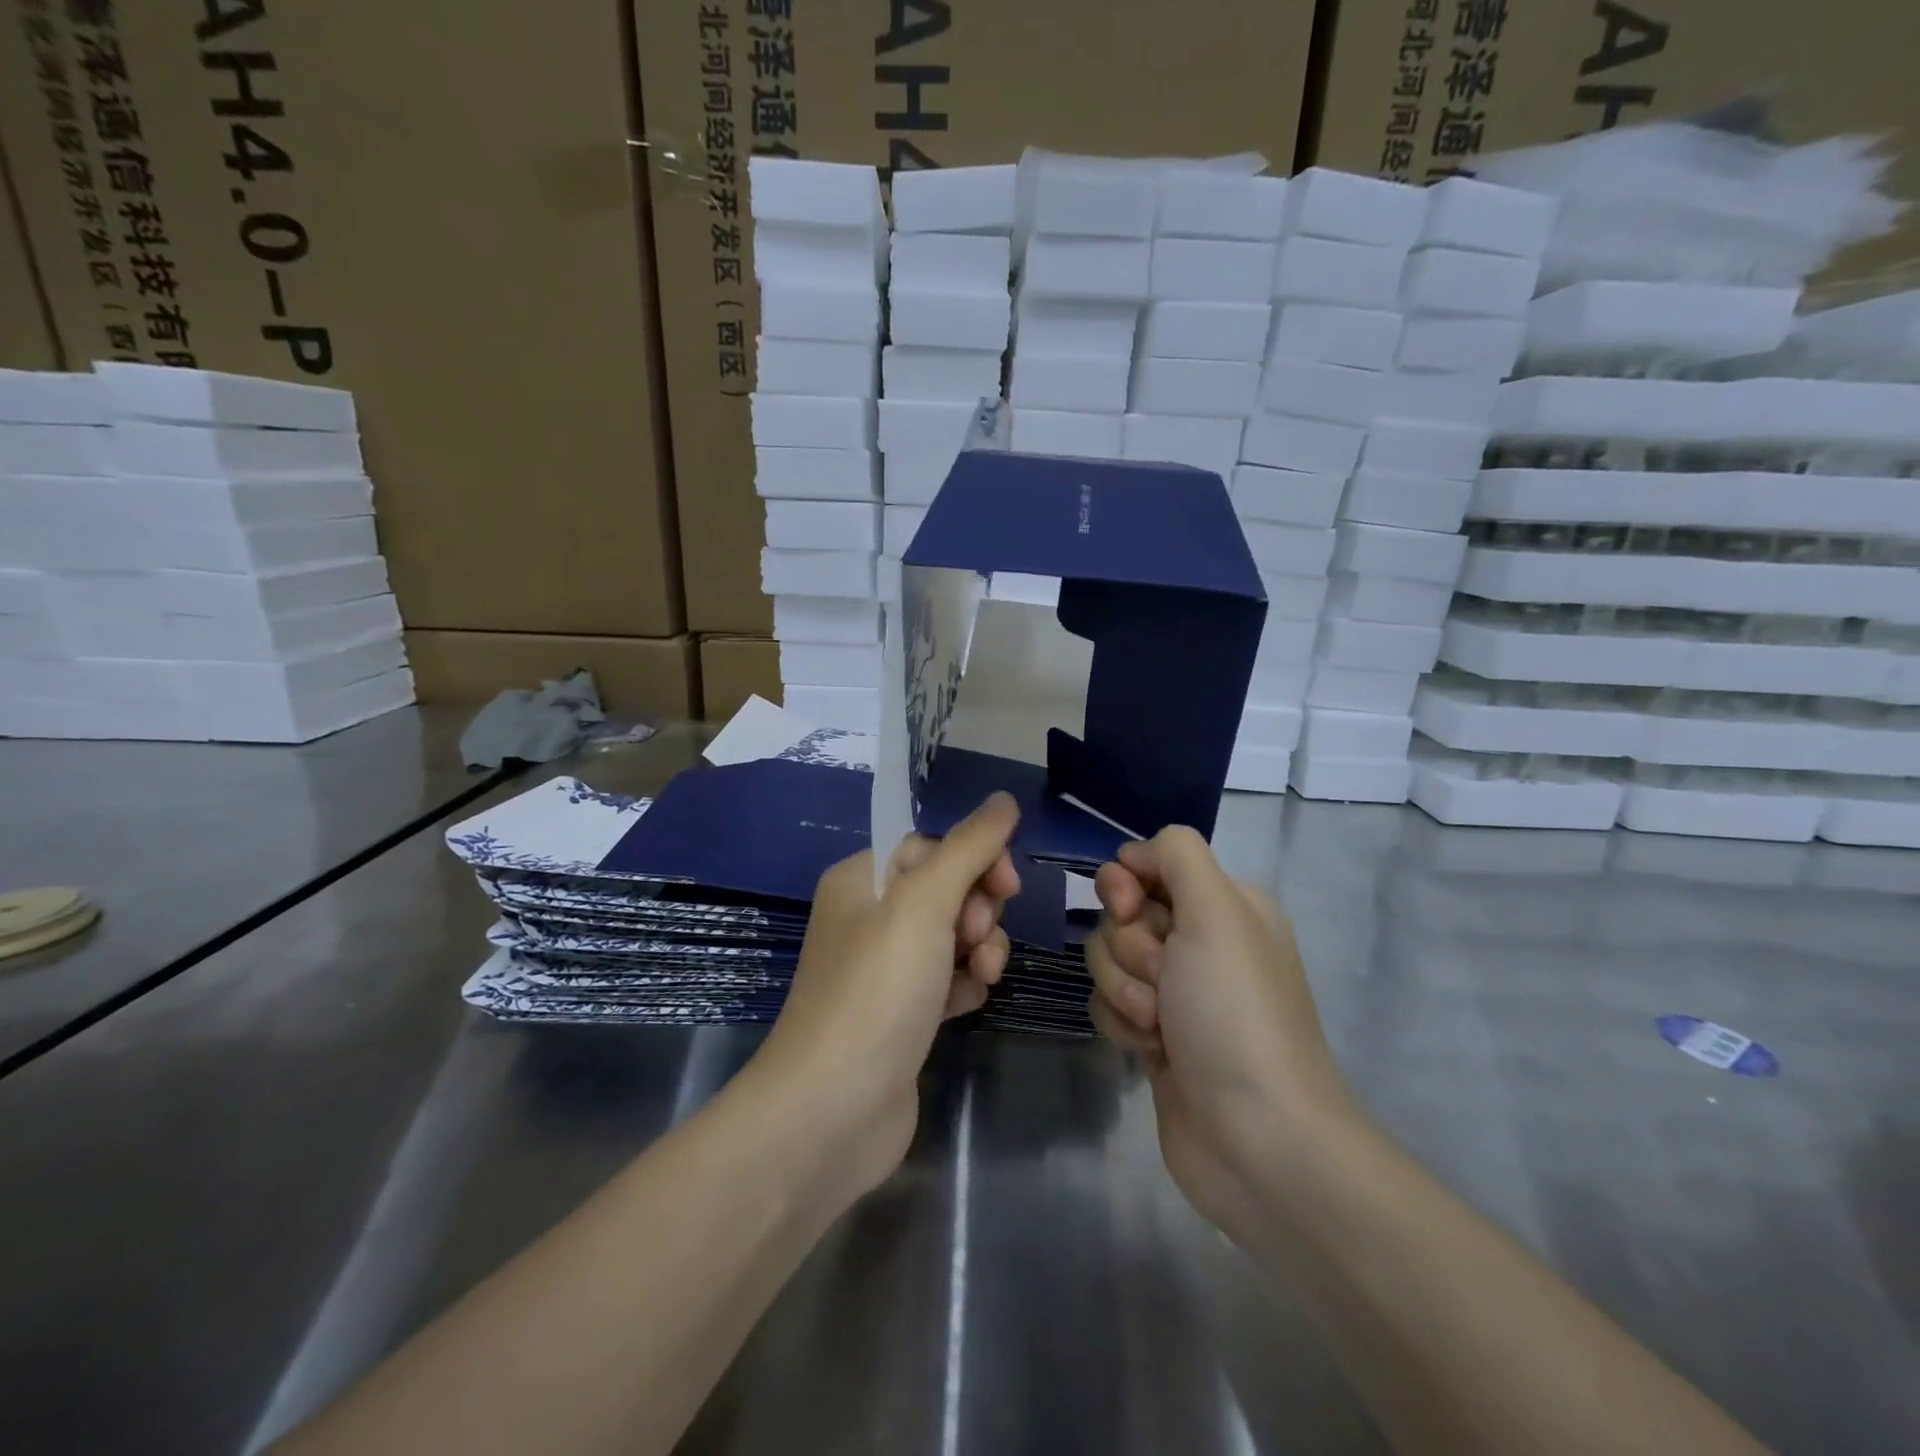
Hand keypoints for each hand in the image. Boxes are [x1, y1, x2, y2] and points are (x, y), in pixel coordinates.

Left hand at [754, 793, 1021, 1195]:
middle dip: (979, 909)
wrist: (832, 1110)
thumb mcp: (924, 903)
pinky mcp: (902, 1014)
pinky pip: (948, 978)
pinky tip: (969, 1003)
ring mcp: (884, 970)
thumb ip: (969, 847)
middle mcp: (868, 918)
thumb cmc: (877, 990)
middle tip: (980, 939)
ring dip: (981, 948)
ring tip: (982, 976)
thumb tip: (1005, 799)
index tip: (1007, 886)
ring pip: (954, 936)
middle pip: (947, 890)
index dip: (975, 860)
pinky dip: (966, 984)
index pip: (932, 847)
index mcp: (861, 880)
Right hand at [1088, 827, 1355, 1239]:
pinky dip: (1122, 1025)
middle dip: (1130, 948)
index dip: (1126, 883)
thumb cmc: (1236, 1013)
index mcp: (1223, 904)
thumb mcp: (1217, 912)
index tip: (1131, 909)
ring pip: (1107, 959)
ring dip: (1125, 991)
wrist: (1258, 1140)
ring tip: (1161, 1027)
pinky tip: (1151, 1053)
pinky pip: (1108, 1004)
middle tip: (1164, 981)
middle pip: (1120, 913)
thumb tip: (1135, 854)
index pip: (1148, 863)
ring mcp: (1176, 991)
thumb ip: (1177, 855)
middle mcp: (1200, 941)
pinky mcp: (1154, 1034)